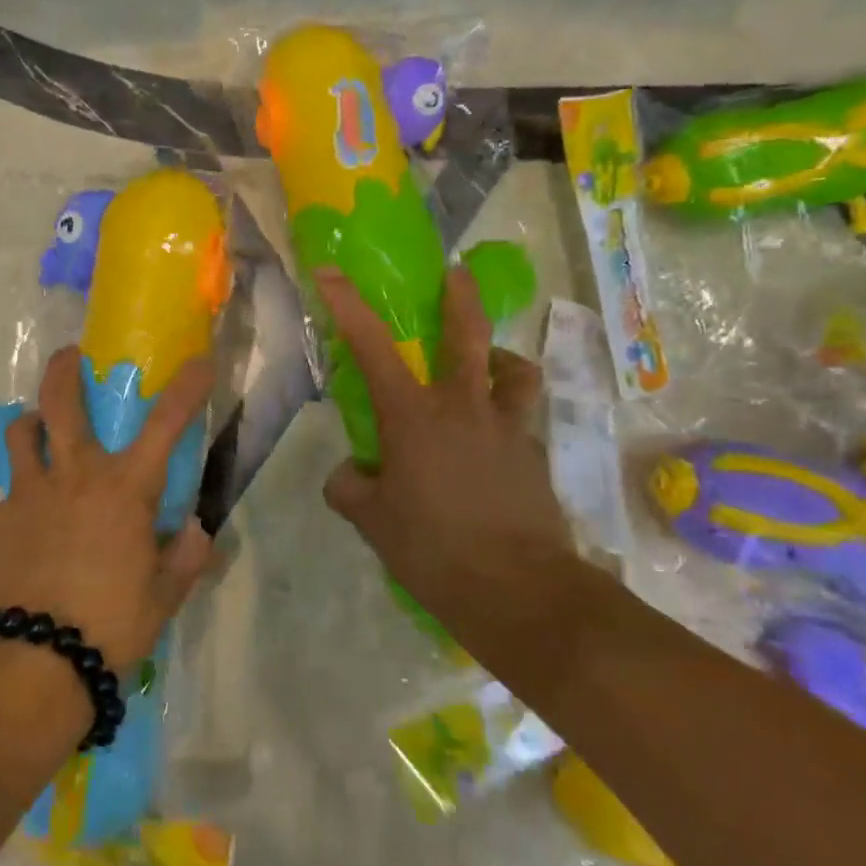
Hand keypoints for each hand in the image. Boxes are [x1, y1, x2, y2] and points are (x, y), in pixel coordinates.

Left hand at [0, 348, 215, 673]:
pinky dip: (20, 499)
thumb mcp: (162, 598)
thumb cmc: (108, 626)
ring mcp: (27, 494)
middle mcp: (74, 476)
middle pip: (62, 401)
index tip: (198, 361)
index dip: (186, 387)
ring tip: (39, 432)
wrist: (29, 665)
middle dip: (66, 368)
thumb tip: (199, 533)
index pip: (165, 424)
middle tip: (72, 356)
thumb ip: (185, 559)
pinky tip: (26, 525)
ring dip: (32, 424)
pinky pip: (7, 496)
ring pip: (21, 433)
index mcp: (124, 489)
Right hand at [315, 266, 572, 622]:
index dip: (347, 304)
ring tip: (490, 366)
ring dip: (501, 358)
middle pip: (468, 335)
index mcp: (414, 416)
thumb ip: (351, 487)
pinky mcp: (536, 457)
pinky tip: (494, 446)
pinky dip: (508, 417)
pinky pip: (522, 420)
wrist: (520, 593)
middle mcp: (463, 408)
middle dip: (460, 297)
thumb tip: (352, 473)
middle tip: (457, 274)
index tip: (329, 272)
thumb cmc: (434, 550)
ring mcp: (508, 429)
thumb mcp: (372, 521)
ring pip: (515, 371)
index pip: (372, 346)